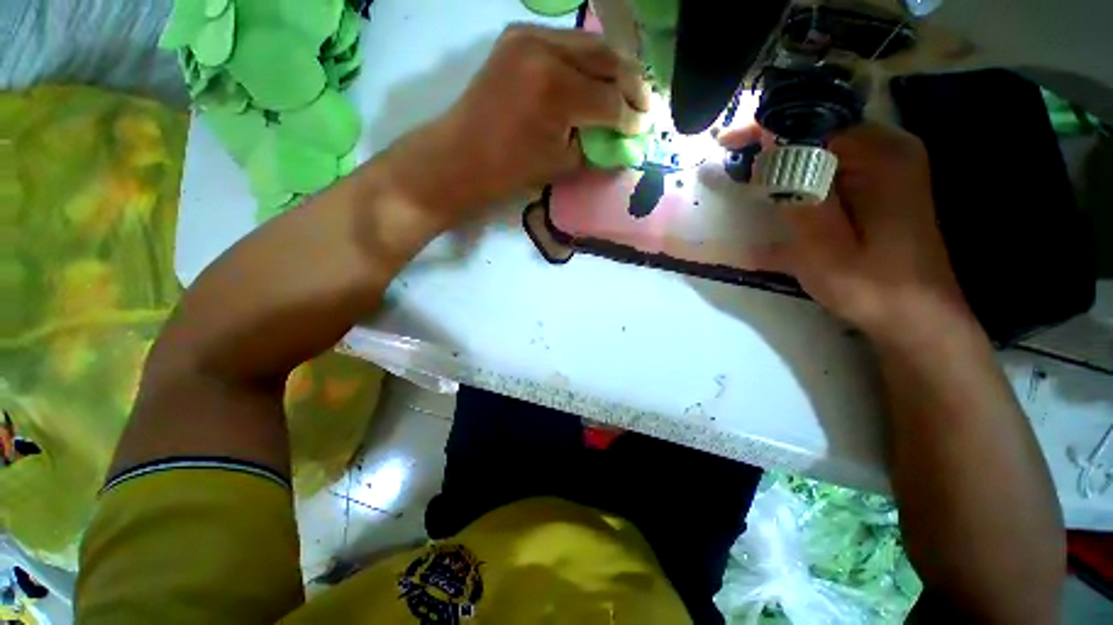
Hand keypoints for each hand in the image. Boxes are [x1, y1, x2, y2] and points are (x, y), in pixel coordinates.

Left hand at [382, 25, 648, 228]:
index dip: (631, 117)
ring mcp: (529, 37)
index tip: (645, 126)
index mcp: (558, 91)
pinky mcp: (517, 37)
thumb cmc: (510, 169)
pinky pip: (564, 42)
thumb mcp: (561, 164)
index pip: (610, 101)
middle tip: (645, 101)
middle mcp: (547, 52)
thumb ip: (596, 147)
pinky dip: (585, 58)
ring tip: (628, 85)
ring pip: (588, 45)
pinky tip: (595, 74)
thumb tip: (622, 140)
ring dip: (612, 66)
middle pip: (606, 61)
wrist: (461, 155)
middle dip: (631, 83)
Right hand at [721, 122, 971, 339]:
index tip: (726, 142)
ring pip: (824, 146)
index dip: (766, 127)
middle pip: (819, 129)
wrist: (917, 316)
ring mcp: (889, 166)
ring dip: (785, 158)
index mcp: (880, 157)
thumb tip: (770, 145)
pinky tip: (783, 192)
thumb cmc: (868, 285)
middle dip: (773, 142)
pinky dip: (803, 174)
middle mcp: (888, 149)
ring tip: (751, 177)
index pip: (813, 122)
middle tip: (735, 164)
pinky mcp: (884, 184)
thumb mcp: (822, 244)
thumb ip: (797, 192)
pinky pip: (835, 166)